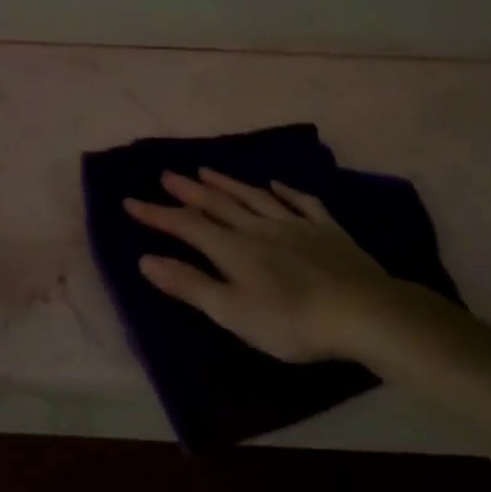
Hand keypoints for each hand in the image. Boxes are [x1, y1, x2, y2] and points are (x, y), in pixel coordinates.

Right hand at [124, 169, 405, 363]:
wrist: (360, 311)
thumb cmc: (289, 321)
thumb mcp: (231, 312)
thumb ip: (190, 285)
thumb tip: (146, 260)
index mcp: (233, 249)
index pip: (187, 225)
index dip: (157, 214)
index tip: (130, 201)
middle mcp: (260, 227)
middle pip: (218, 204)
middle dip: (189, 191)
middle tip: (167, 174)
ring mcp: (296, 224)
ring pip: (255, 197)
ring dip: (228, 184)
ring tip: (207, 170)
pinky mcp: (326, 229)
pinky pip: (301, 202)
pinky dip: (284, 191)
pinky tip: (276, 184)